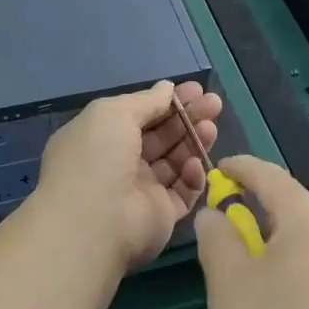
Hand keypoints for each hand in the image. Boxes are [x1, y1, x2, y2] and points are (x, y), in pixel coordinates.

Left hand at [32, 80, 221, 267]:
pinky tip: (196, 164)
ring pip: (176, 161)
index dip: (167, 101)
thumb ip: (146, 100)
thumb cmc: (97, 156)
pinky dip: (192, 176)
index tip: (196, 89)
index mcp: (101, 138)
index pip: (140, 115)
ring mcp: (141, 191)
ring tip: (211, 128)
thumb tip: (167, 88)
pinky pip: (183, 191)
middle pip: (162, 136)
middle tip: (214, 104)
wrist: (94, 220)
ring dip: (194, 141)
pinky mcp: (161, 215)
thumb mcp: (114, 113)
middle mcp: (120, 163)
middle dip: (188, 117)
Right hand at [194, 156, 308, 308]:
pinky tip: (286, 302)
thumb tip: (216, 213)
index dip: (240, 168)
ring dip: (279, 242)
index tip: (219, 169)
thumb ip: (216, 236)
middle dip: (258, 210)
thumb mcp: (228, 282)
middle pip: (293, 206)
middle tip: (227, 228)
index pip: (270, 175)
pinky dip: (300, 268)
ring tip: (252, 270)